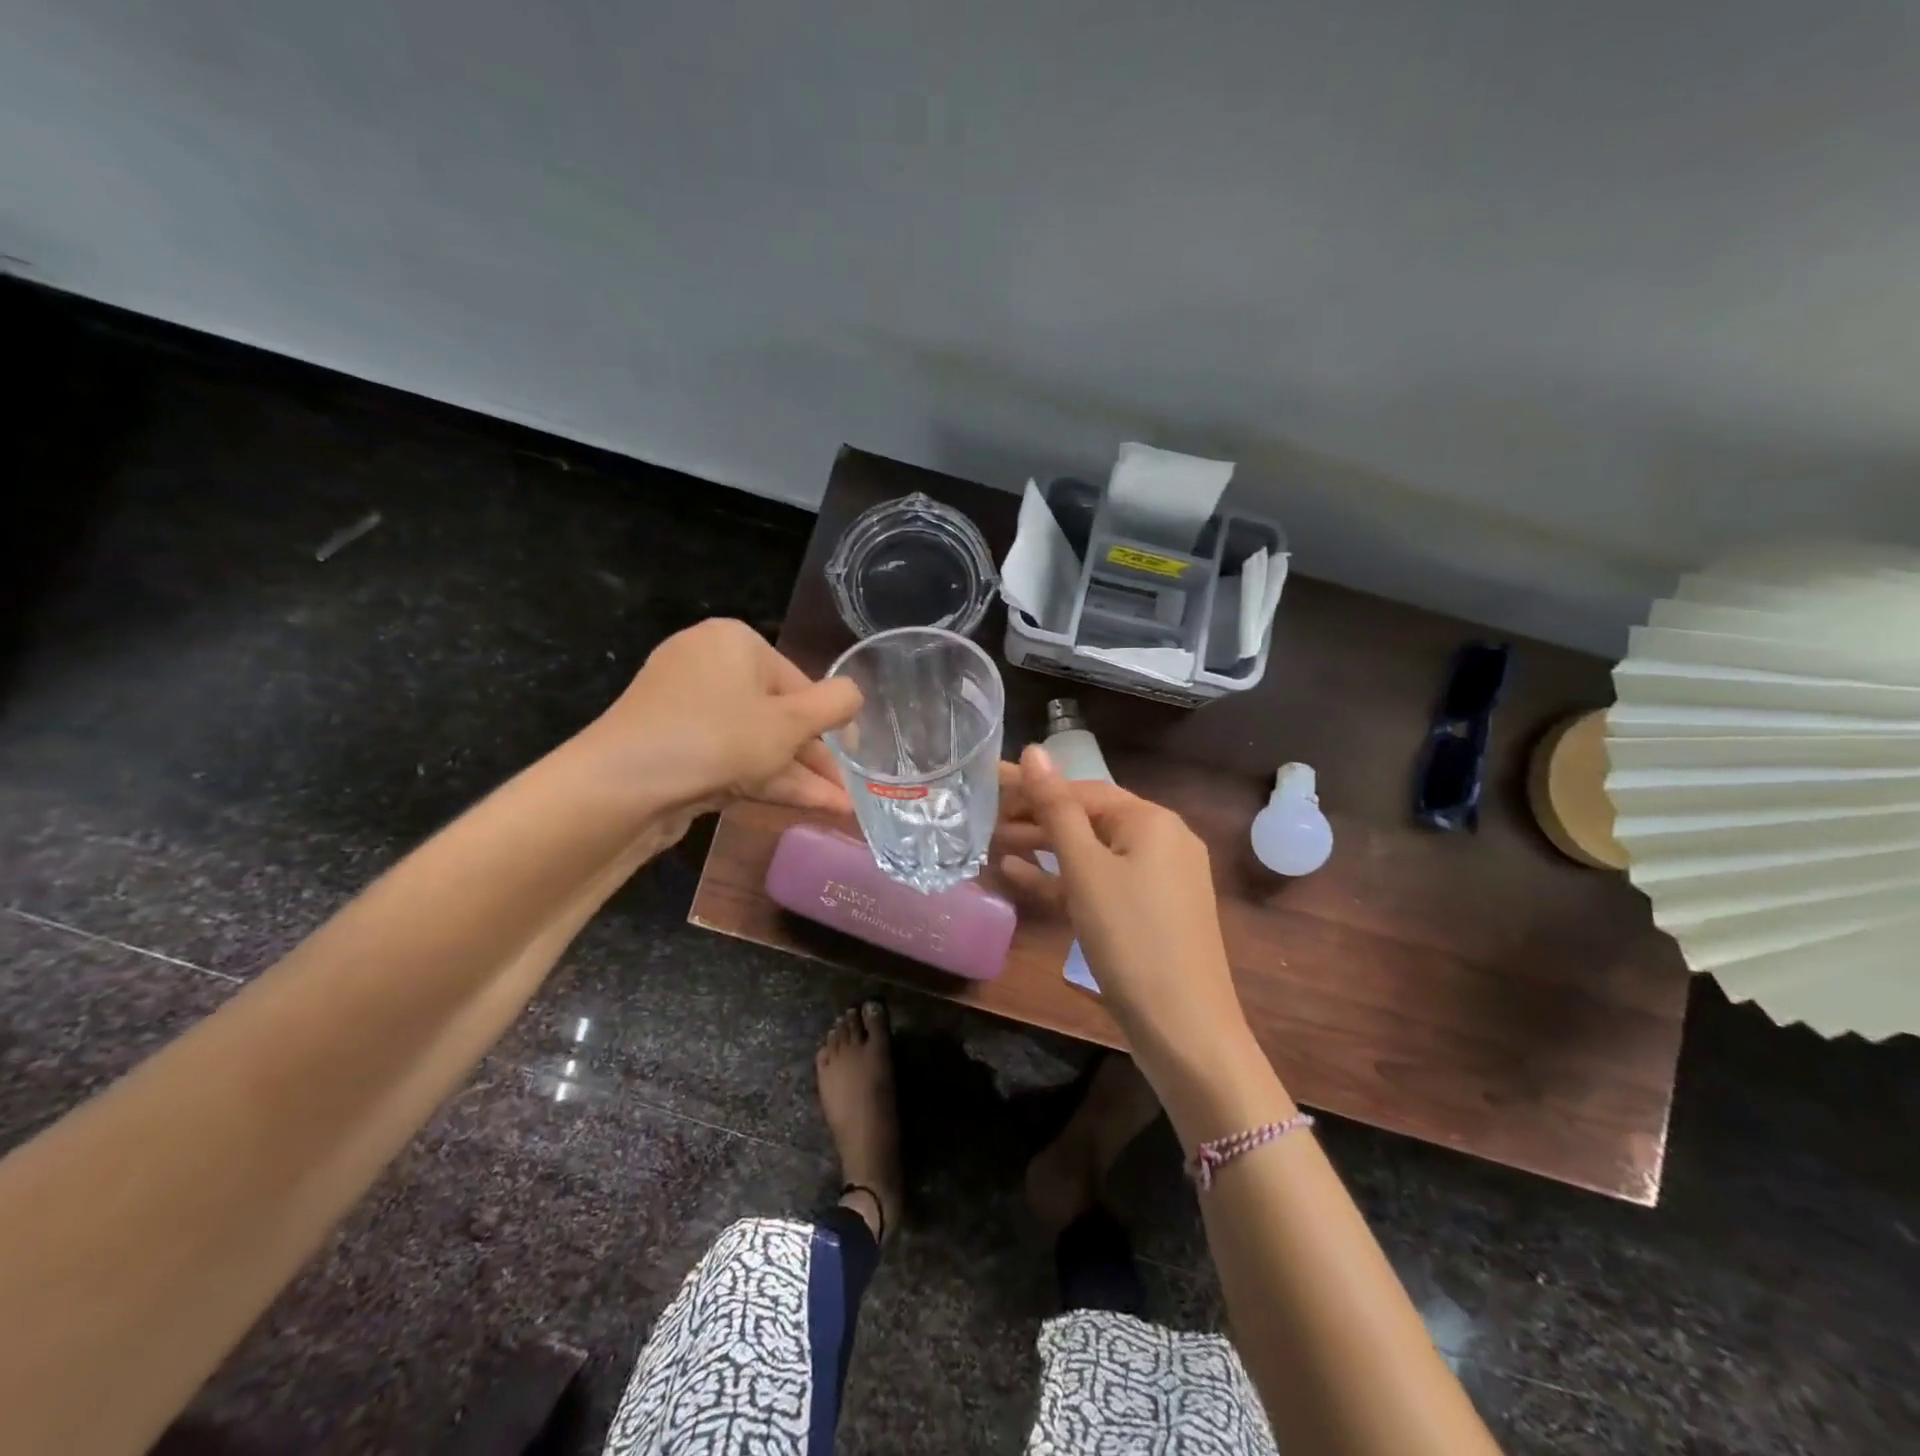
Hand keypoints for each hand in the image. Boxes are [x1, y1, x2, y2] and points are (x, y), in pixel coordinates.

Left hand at [578, 619, 861, 815]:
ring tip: (841, 809)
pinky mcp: (674, 749)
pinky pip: (731, 759)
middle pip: (777, 714)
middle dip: (817, 757)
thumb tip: (855, 694)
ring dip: (800, 777)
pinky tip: (807, 806)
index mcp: (734, 643)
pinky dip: (766, 781)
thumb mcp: (790, 722)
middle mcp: (708, 667)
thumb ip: (834, 705)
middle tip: (850, 790)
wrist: (622, 787)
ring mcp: (686, 711)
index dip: (830, 722)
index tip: (856, 755)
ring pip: (757, 743)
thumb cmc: (717, 738)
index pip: (798, 681)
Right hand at [999, 745, 1248, 1060]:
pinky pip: (1101, 884)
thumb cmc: (1131, 938)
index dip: (1033, 786)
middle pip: (1088, 819)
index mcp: (1152, 821)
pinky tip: (1020, 878)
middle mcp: (1161, 841)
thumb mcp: (1086, 869)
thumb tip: (1034, 750)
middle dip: (1037, 818)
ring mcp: (1158, 880)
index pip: (1082, 789)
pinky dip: (1065, 880)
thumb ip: (1057, 809)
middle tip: (984, 818)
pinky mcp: (1149, 913)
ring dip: (1045, 849)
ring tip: (994, 844)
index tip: (988, 784)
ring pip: (1091, 853)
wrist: (1185, 1030)